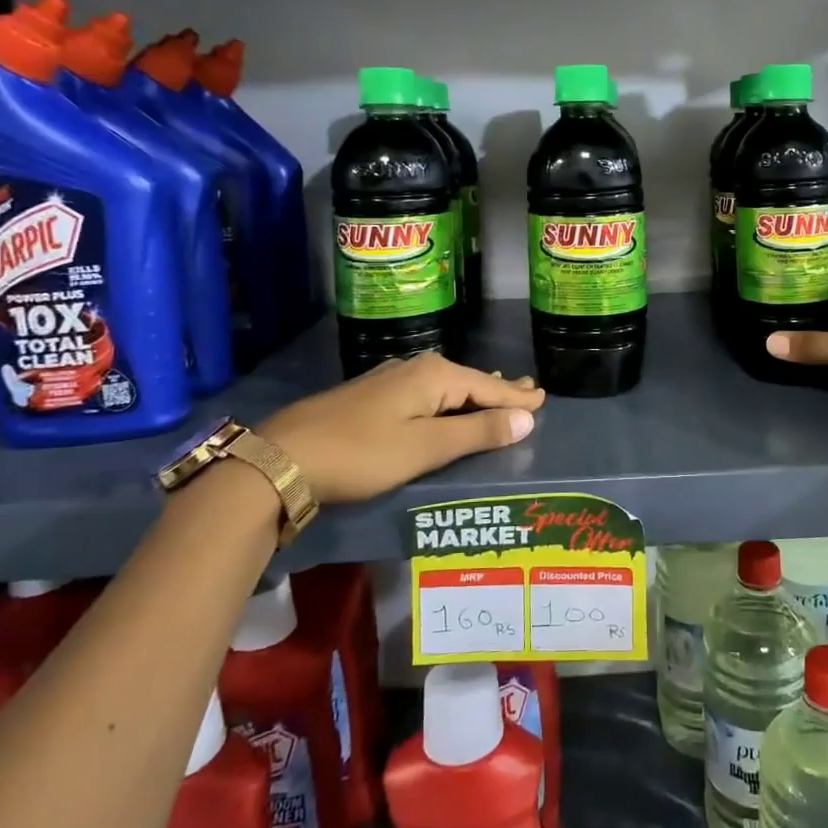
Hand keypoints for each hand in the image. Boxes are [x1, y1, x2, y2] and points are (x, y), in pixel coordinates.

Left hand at [258, 354, 544, 505]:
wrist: (283, 459)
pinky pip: (426, 394)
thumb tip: (527, 418)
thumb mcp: (425, 447)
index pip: (489, 387)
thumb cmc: (362, 453)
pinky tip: (448, 405)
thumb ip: (477, 432)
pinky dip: (448, 400)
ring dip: (474, 394)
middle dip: (499, 389)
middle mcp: (416, 368)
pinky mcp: (373, 397)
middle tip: (529, 392)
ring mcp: (390, 380)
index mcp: (434, 375)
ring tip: (498, 394)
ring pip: (447, 386)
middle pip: (469, 381)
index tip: (544, 398)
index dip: (517, 397)